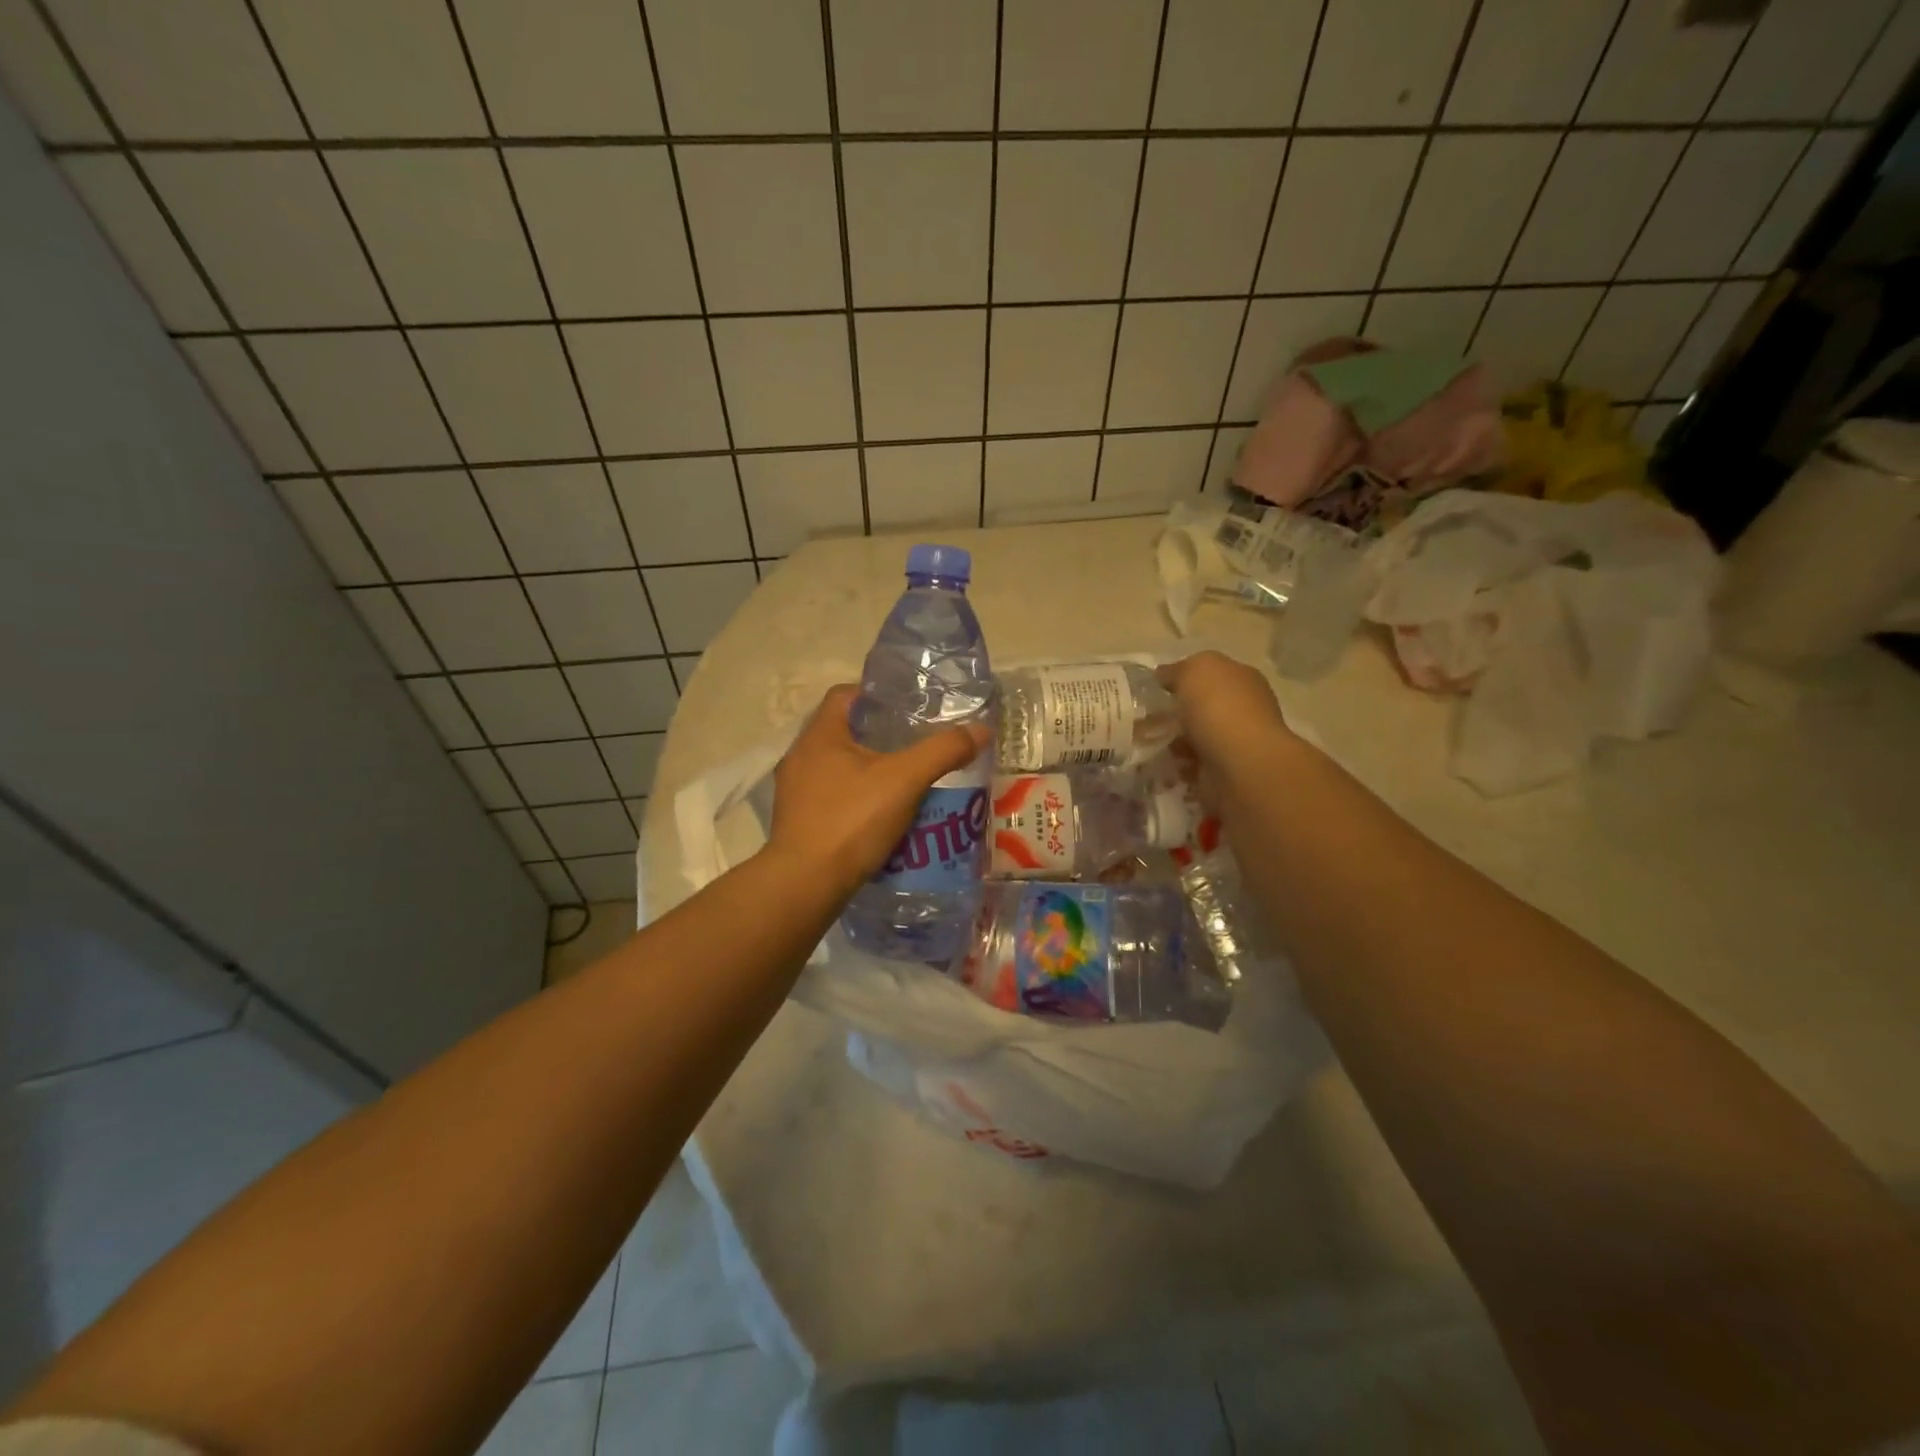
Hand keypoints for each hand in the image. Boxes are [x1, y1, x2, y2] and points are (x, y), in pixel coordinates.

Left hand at [765, 685, 988, 899]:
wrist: (806, 884)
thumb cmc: (851, 820)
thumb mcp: (905, 780)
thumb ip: (943, 751)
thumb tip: (982, 729)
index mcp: (819, 735)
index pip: (844, 695)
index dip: (876, 694)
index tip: (908, 707)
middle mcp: (800, 757)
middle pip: (843, 731)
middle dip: (879, 735)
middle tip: (915, 744)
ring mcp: (795, 792)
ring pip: (838, 768)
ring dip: (868, 770)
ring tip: (905, 782)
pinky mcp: (797, 822)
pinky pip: (832, 797)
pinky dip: (856, 799)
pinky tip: (882, 816)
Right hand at [1158, 652, 1292, 810]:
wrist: (1240, 767)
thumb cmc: (1220, 709)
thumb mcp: (1195, 670)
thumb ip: (1178, 669)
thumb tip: (1164, 676)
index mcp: (1241, 679)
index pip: (1209, 675)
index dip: (1182, 679)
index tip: (1153, 689)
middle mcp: (1242, 710)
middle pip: (1200, 709)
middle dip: (1173, 714)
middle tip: (1145, 719)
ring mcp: (1234, 745)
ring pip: (1194, 739)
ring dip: (1172, 743)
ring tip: (1148, 745)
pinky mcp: (1224, 775)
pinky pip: (1192, 768)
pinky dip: (1177, 768)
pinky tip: (1164, 765)